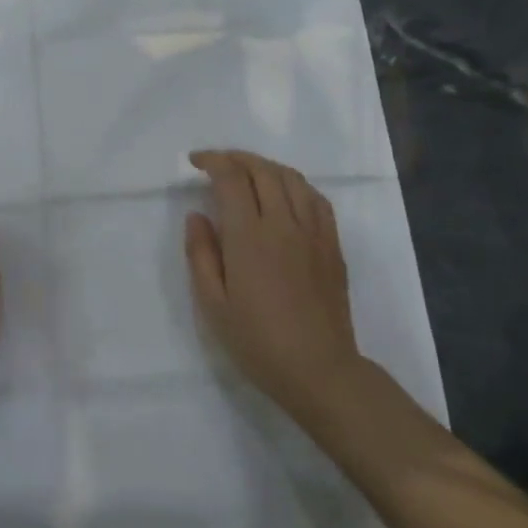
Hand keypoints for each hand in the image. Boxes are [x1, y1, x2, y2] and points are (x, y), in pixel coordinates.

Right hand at [185, 150, 369, 425]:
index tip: (195, 162)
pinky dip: (296, 185)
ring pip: (293, 179)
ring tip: (248, 171)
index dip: (212, 161)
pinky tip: (286, 193)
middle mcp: (284, 224)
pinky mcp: (332, 246)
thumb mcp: (212, 304)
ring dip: (266, 166)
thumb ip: (201, 254)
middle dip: (237, 158)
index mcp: (249, 236)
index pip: (231, 179)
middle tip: (217, 162)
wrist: (318, 369)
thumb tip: (197, 216)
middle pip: (263, 170)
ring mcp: (313, 233)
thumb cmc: (257, 341)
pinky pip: (317, 199)